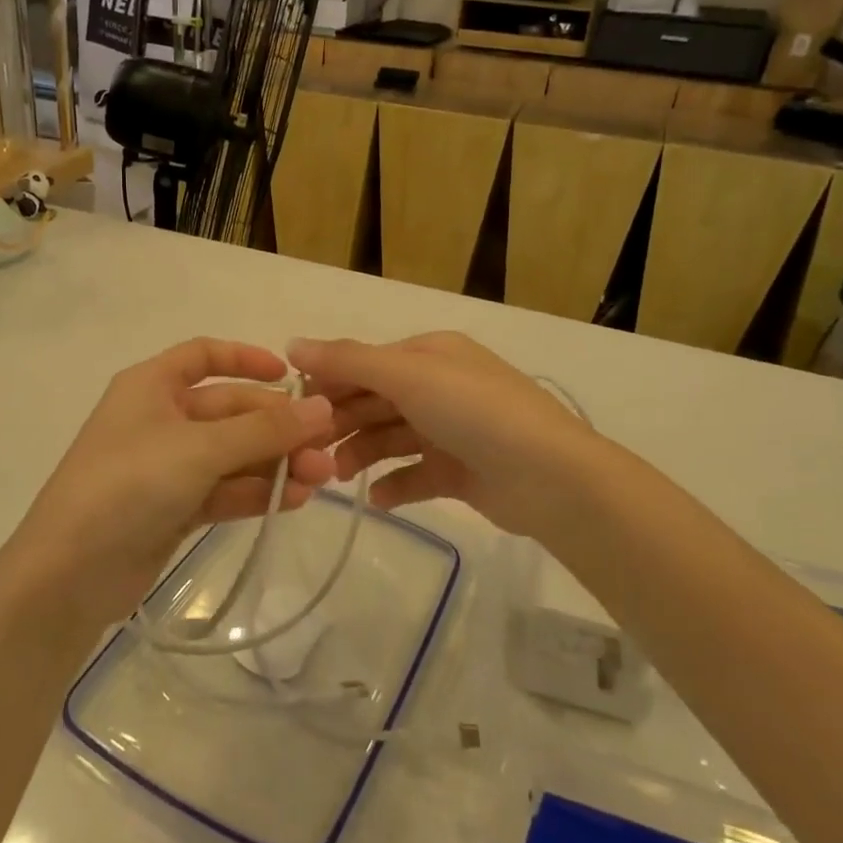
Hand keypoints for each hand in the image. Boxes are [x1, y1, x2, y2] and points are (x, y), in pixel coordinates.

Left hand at [17, 339, 335, 624]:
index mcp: (152, 385)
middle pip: (229, 411)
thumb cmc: (129, 485)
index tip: (291, 377)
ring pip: (231, 454)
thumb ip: (263, 429)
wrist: (68, 574)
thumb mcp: (200, 449)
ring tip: (319, 480)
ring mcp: (165, 466)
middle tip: (324, 449)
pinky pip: (223, 489)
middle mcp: (159, 418)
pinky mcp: (172, 508)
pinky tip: (294, 501)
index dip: (247, 359)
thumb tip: (322, 407)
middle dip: (277, 428)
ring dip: (274, 463)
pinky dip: (255, 492)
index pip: (203, 355)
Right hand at [287, 332, 597, 540]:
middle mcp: (440, 386)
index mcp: (430, 354)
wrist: (551, 478)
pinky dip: (395, 484)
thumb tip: (292, 343)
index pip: (366, 363)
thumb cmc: (475, 413)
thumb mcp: (409, 376)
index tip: (292, 409)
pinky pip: (416, 475)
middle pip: (375, 401)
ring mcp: (453, 430)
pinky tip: (378, 499)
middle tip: (307, 450)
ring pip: (392, 438)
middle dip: (341, 422)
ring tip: (336, 476)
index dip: (328, 382)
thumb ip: (349, 360)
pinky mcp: (462, 472)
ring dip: (362, 454)